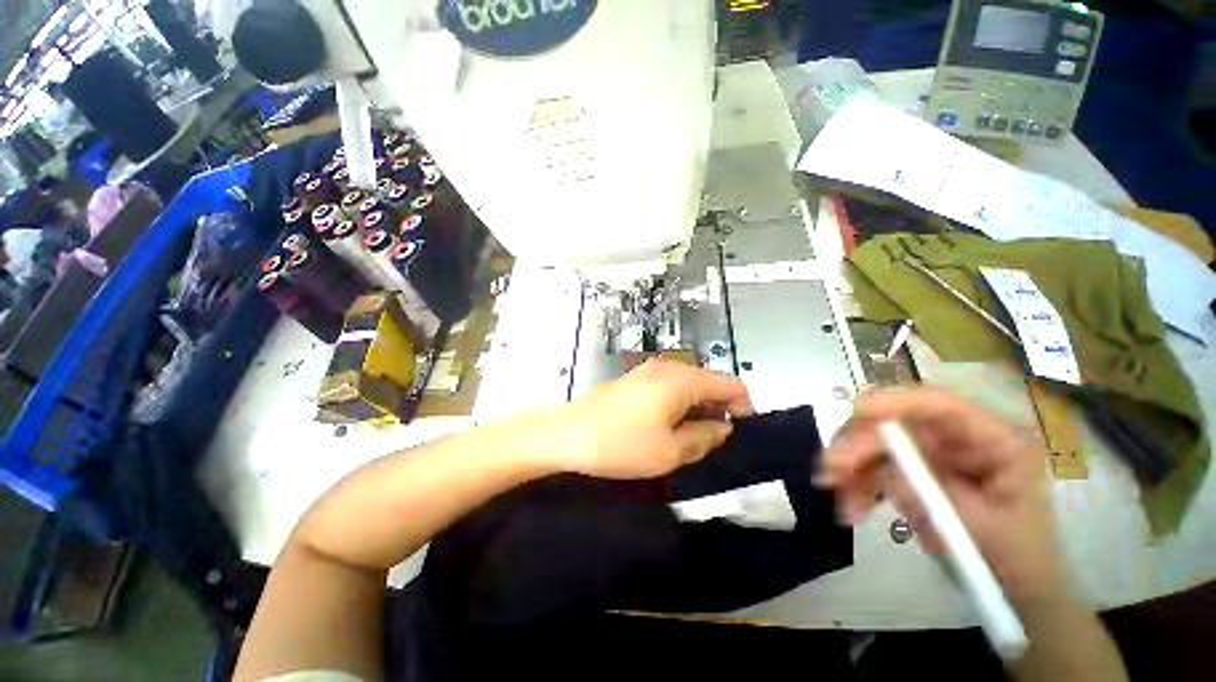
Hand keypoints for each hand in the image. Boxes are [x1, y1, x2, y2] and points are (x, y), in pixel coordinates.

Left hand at [548, 359, 751, 479]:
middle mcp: (669, 367)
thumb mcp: (670, 451)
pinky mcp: (635, 378)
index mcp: (683, 379)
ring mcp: (649, 370)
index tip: (735, 433)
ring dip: (696, 408)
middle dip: (717, 409)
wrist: (568, 434)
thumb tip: (724, 426)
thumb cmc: (622, 444)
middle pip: (709, 382)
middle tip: (709, 442)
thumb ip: (705, 437)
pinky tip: (665, 426)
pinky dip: (677, 404)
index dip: (742, 407)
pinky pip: (669, 386)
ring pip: (688, 385)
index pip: (730, 383)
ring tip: (687, 438)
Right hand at [817, 387, 1064, 603]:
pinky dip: (856, 483)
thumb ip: (935, 498)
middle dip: (858, 443)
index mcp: (994, 440)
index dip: (895, 401)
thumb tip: (884, 471)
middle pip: (895, 422)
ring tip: (837, 498)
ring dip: (850, 466)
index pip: (939, 404)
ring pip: (875, 442)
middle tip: (830, 469)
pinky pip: (873, 466)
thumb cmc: (1016, 559)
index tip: (856, 412)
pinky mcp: (913, 468)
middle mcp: (957, 437)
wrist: (1015, 585)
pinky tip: (850, 507)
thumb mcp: (981, 531)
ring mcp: (932, 452)